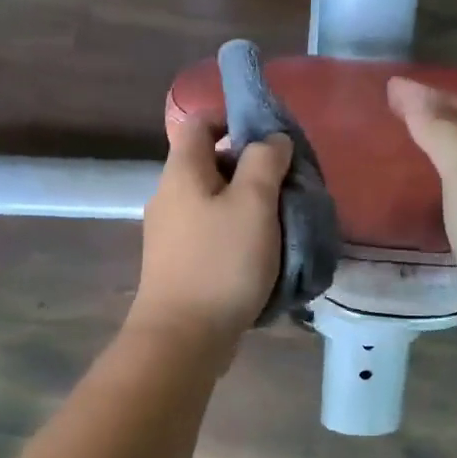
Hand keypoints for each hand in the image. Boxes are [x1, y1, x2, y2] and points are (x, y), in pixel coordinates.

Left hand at [127, 113, 292, 352]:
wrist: (183, 337)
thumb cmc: (222, 262)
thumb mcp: (254, 204)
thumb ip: (265, 162)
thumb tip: (271, 139)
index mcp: (182, 171)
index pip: (200, 122)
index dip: (233, 120)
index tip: (270, 142)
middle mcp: (169, 195)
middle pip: (211, 163)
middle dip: (250, 168)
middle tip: (287, 187)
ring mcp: (170, 232)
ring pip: (213, 202)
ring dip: (248, 205)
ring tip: (282, 223)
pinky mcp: (177, 263)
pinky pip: (211, 233)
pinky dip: (236, 234)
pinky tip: (261, 255)